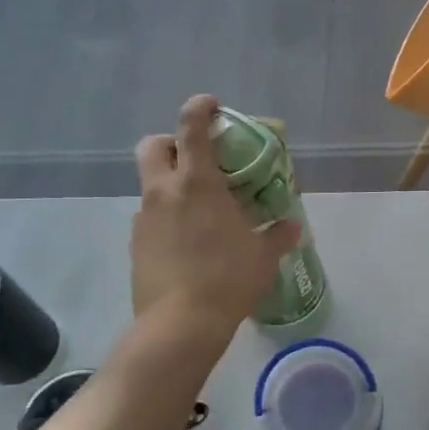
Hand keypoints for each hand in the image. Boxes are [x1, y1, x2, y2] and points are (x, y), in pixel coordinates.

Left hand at [131, 95, 299, 335]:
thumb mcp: (263, 256)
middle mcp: (164, 192)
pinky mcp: (136, 245)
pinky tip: (187, 243)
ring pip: (150, 185)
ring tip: (198, 211)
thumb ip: (278, 234)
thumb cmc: (227, 279)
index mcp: (197, 183)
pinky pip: (150, 218)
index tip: (211, 105)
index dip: (199, 108)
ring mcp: (144, 219)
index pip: (191, 128)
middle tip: (195, 159)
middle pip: (152, 145)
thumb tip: (293, 225)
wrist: (180, 324)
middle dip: (170, 142)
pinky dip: (166, 217)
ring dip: (170, 184)